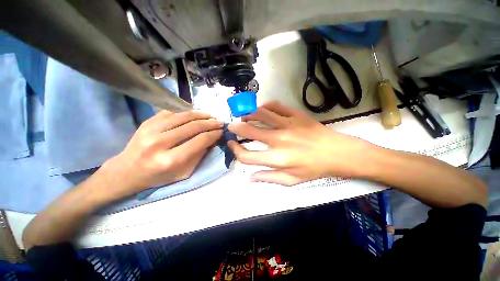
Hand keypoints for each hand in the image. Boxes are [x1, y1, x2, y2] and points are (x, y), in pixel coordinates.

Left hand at [104, 110, 222, 196]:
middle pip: (193, 126)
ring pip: (183, 116)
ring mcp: (151, 129)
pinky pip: (172, 112)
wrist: (127, 171)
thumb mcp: (184, 173)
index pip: (200, 140)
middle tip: (220, 122)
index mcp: (170, 159)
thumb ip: (199, 156)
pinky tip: (195, 114)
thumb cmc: (158, 176)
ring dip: (201, 114)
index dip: (214, 134)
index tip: (221, 131)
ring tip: (210, 116)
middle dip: (210, 123)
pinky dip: (187, 112)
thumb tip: (212, 139)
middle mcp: (160, 142)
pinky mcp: (147, 122)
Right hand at [228, 102, 371, 185]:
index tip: (233, 145)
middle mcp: (279, 140)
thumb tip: (249, 178)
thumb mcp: (291, 180)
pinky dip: (266, 107)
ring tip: (244, 116)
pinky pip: (276, 106)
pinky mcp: (296, 115)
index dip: (236, 150)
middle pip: (250, 131)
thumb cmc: (314, 169)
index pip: (247, 156)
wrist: (338, 153)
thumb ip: (268, 178)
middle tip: (232, 126)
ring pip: (261, 114)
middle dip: (236, 128)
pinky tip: (263, 110)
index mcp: (277, 159)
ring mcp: (288, 125)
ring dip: (248, 114)